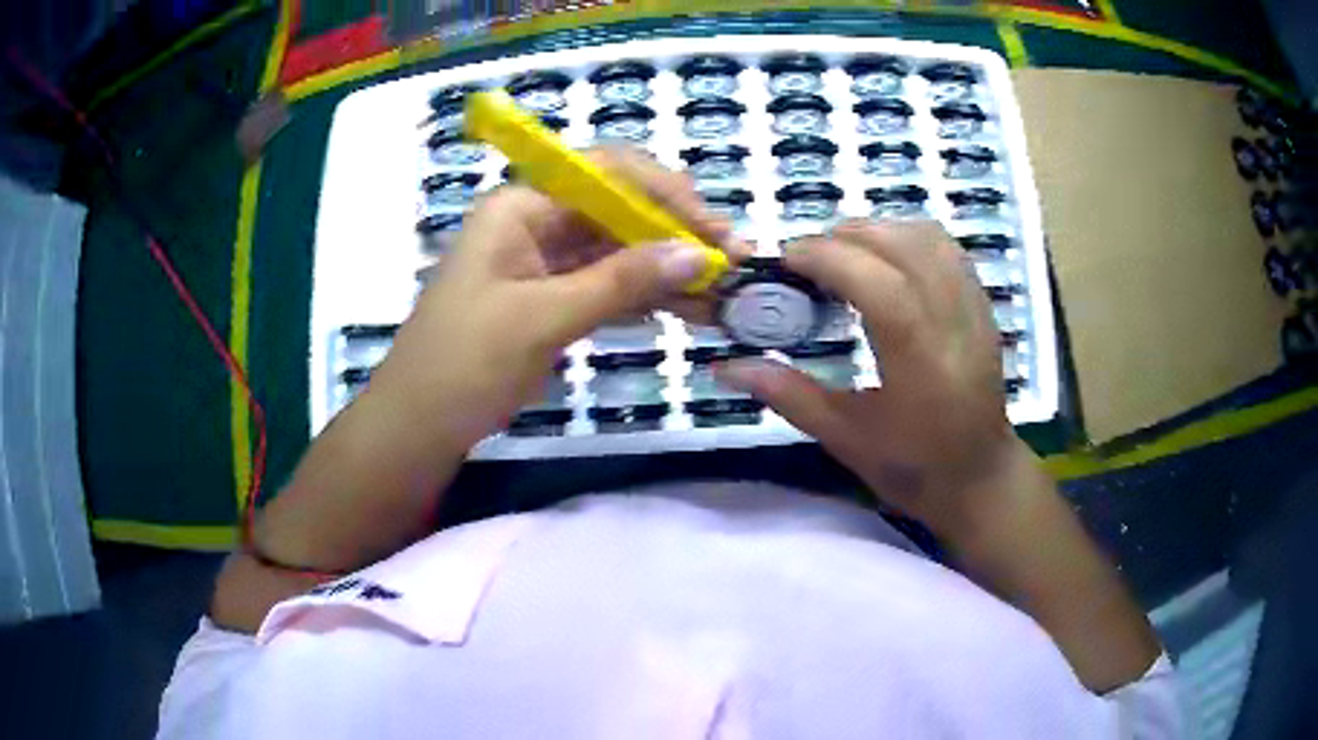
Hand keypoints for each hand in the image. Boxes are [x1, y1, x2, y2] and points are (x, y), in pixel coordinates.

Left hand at [369, 146, 746, 449]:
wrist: (420, 424)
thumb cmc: (465, 362)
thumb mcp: (544, 318)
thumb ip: (622, 281)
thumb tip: (697, 253)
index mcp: (522, 205)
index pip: (606, 173)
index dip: (665, 193)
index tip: (713, 228)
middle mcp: (537, 221)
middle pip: (620, 209)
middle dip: (676, 232)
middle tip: (732, 262)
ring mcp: (546, 261)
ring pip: (620, 250)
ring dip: (669, 268)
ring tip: (724, 291)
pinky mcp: (554, 298)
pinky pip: (610, 285)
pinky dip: (647, 296)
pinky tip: (691, 308)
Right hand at [717, 219, 1024, 537]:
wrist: (980, 477)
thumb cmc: (913, 467)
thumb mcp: (845, 438)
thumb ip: (787, 395)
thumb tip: (725, 367)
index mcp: (919, 360)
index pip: (877, 281)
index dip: (827, 257)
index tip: (787, 260)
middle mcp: (953, 321)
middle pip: (901, 244)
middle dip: (844, 237)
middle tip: (808, 260)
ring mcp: (973, 307)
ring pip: (926, 236)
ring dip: (877, 229)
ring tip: (844, 253)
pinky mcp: (982, 303)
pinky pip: (946, 247)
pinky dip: (907, 236)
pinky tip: (884, 258)